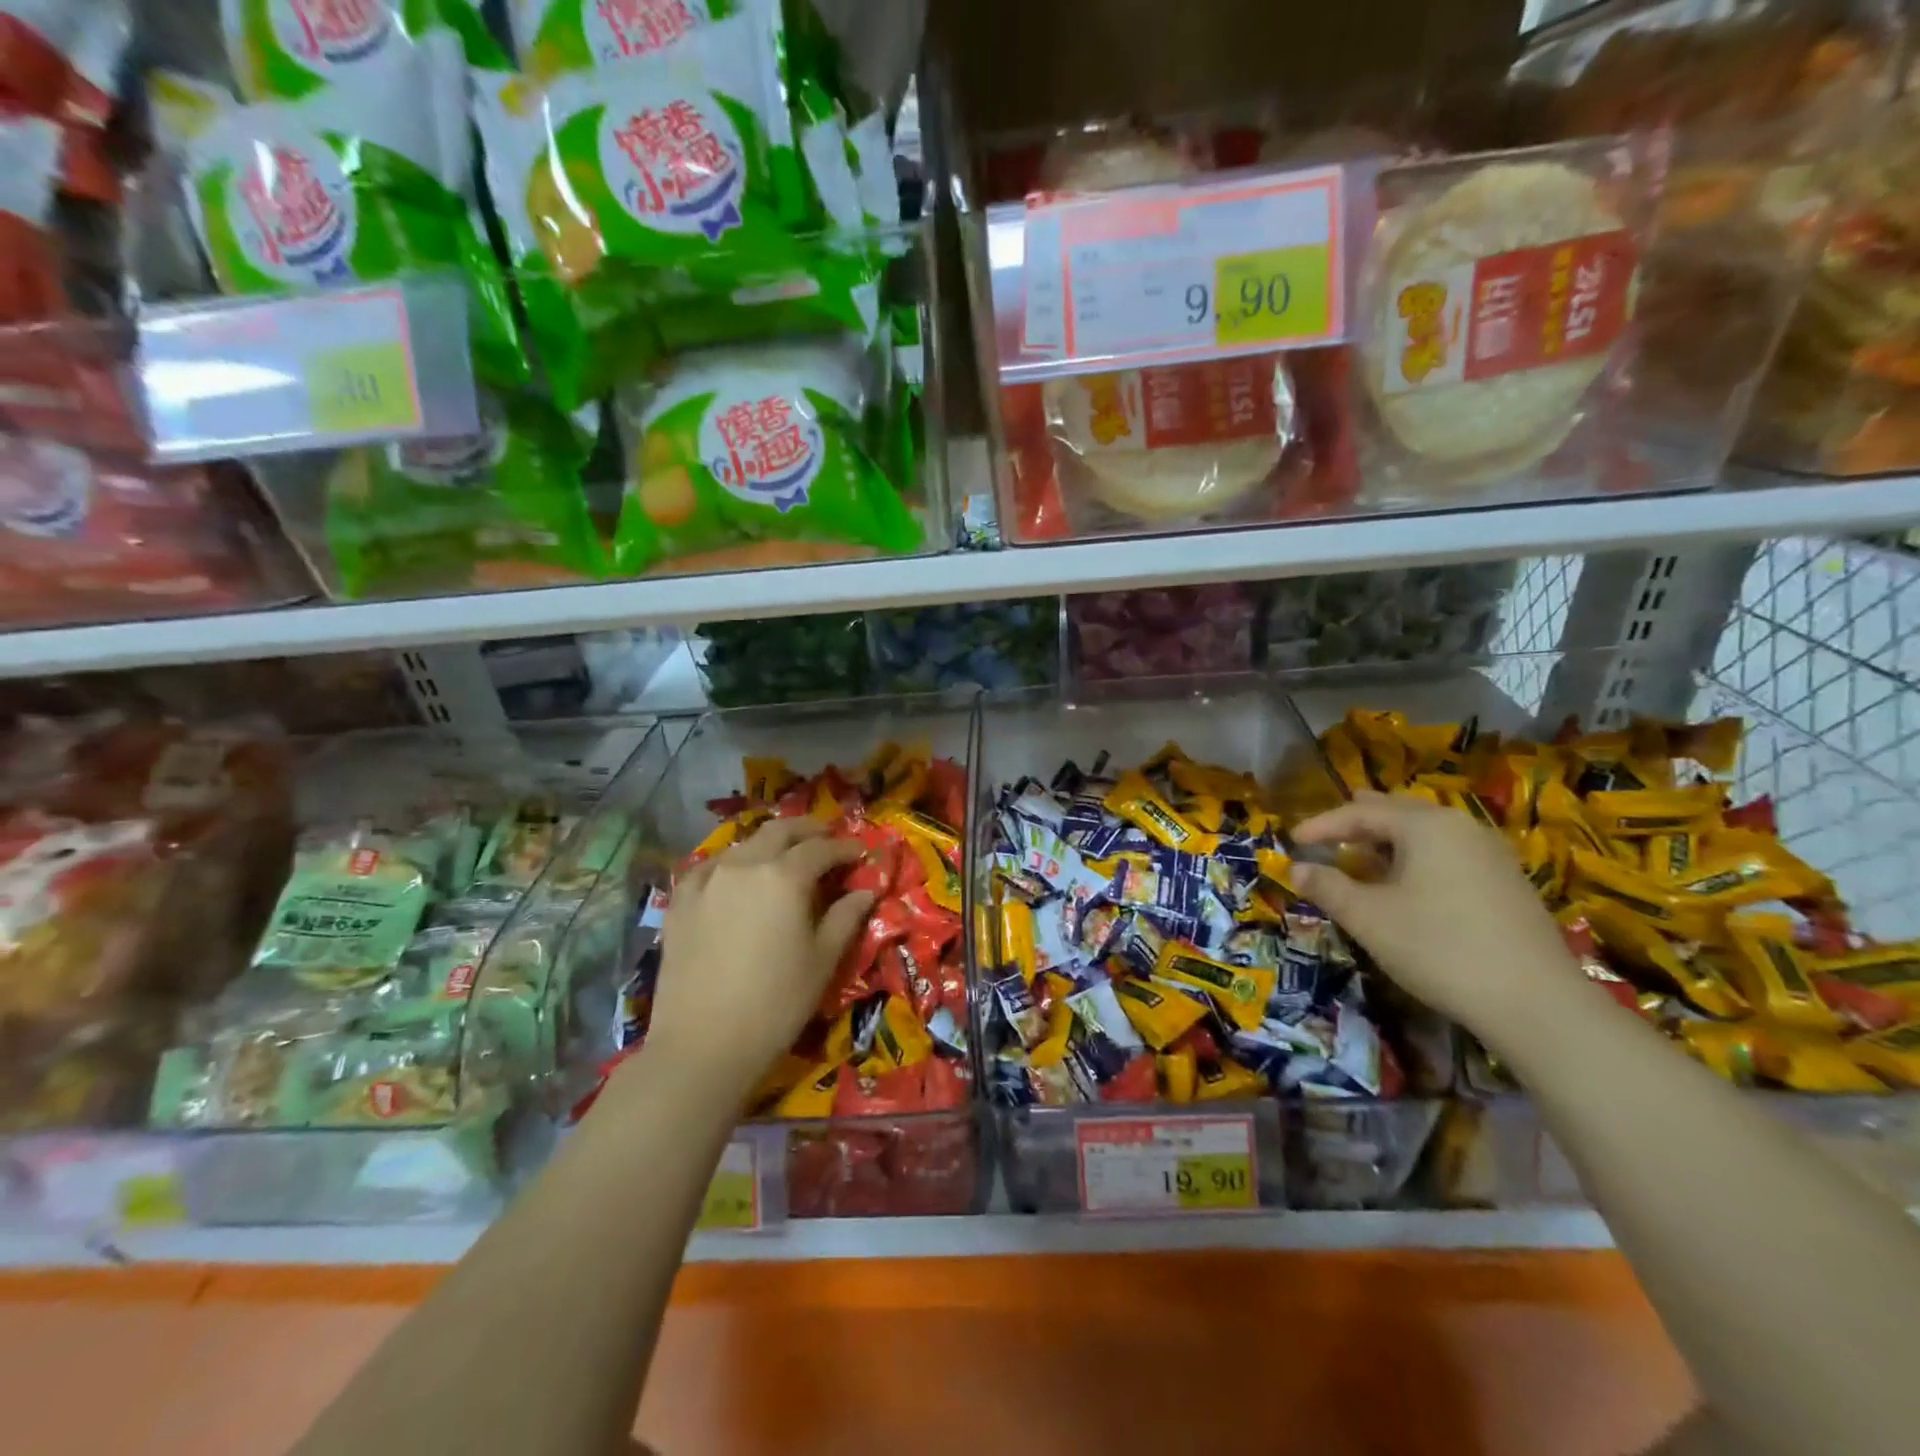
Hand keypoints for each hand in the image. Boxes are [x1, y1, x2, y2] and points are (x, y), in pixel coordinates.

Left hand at [647, 818, 872, 1096]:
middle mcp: (745, 865)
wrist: (702, 1045)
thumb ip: (846, 917)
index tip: (860, 853)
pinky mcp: (681, 901)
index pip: (822, 849)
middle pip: (781, 831)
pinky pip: (710, 867)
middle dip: (808, 830)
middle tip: (827, 836)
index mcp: (785, 876)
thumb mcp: (823, 960)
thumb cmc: (776, 1004)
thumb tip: (866, 890)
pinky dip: (732, 863)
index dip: (845, 848)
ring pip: (745, 844)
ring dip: (771, 843)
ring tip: (785, 856)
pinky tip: (736, 876)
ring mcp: (708, 879)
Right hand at [1291, 791, 1585, 1041]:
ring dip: (1388, 840)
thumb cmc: (1438, 949)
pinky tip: (1407, 882)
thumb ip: (1328, 888)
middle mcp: (1461, 827)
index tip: (1292, 840)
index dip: (1322, 825)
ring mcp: (1491, 854)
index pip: (1361, 812)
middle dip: (1358, 822)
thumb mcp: (1369, 918)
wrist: (1536, 1003)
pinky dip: (1416, 858)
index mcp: (1426, 825)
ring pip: (1427, 833)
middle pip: (1398, 812)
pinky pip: (1448, 854)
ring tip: (1362, 854)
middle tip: (1326, 832)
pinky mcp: (1507, 883)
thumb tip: (1297, 869)